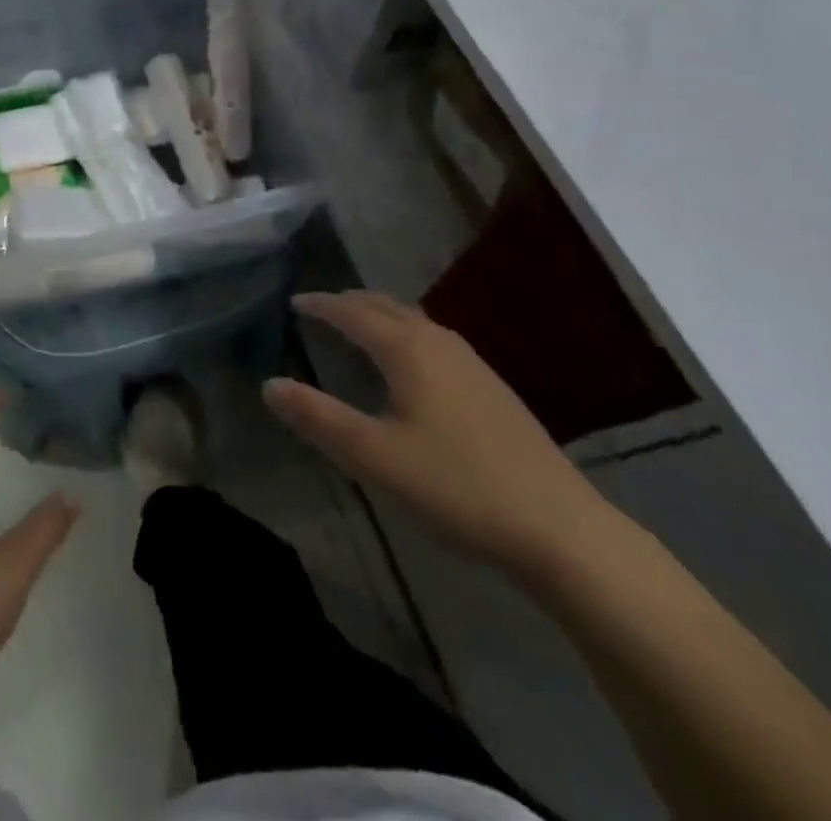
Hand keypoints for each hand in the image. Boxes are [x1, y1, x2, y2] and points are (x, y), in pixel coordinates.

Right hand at [267, 291, 610, 576]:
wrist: (561, 529)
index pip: (354, 313)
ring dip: (382, 315)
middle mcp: (440, 344)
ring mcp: (473, 365)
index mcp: (408, 350)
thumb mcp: (375, 457)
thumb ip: (318, 418)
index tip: (295, 301)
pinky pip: (435, 341)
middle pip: (388, 307)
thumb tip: (269, 384)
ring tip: (360, 326)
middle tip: (323, 307)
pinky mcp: (493, 390)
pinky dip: (407, 334)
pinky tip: (413, 365)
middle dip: (352, 302)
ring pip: (416, 322)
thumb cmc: (457, 486)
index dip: (322, 305)